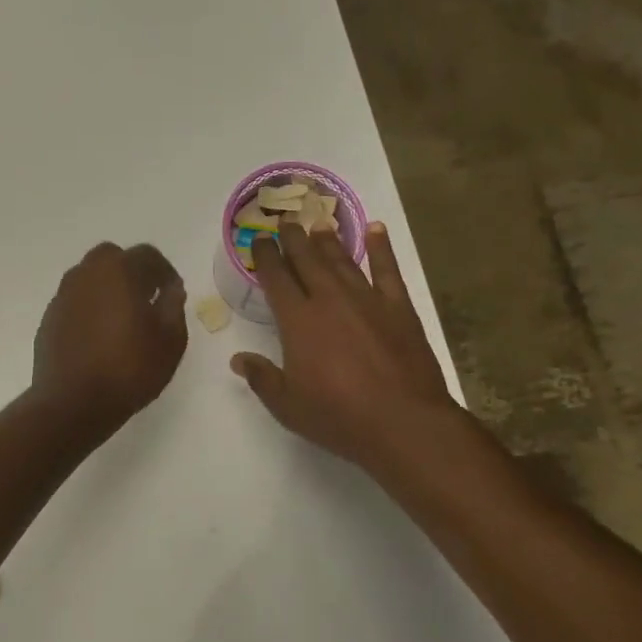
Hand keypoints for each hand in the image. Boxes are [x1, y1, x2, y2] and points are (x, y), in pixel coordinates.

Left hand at [31, 242, 187, 438]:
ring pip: (90, 278)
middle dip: (132, 272)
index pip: (147, 255)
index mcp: (119, 271)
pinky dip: (90, 308)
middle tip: (147, 299)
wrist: (73, 404)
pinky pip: (75, 302)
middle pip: (113, 258)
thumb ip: (174, 307)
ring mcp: (63, 296)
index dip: (165, 271)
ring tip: (123, 319)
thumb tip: (171, 289)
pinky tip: (99, 336)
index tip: (173, 293)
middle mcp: (86, 274)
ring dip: (108, 289)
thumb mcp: (170, 341)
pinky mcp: (49, 318)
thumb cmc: (129, 369)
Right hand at [232, 222, 461, 469]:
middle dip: (293, 239)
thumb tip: (238, 359)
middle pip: (307, 260)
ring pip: (342, 260)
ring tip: (318, 224)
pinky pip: (388, 269)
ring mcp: (367, 300)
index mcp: (298, 320)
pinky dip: (381, 248)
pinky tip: (376, 230)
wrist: (403, 421)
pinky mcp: (399, 308)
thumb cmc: (338, 416)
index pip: (276, 278)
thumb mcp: (288, 405)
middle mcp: (330, 300)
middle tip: (286, 221)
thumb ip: (261, 378)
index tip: (259, 239)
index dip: (265, 256)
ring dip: (328, 240)